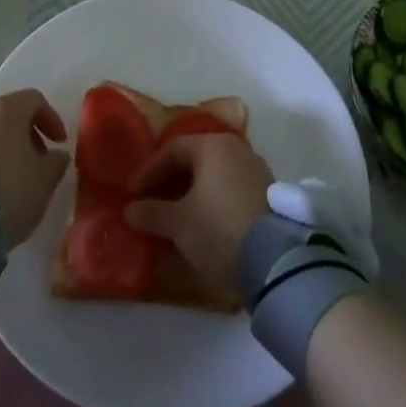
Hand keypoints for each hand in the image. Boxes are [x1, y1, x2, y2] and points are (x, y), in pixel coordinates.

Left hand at [0, 89, 69, 246]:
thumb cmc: (11, 190)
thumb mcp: (45, 178)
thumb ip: (56, 161)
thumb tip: (57, 155)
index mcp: (7, 109)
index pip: (34, 100)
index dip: (51, 119)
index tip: (59, 144)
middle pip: (9, 115)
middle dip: (27, 135)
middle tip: (38, 161)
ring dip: (5, 149)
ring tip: (16, 178)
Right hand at [123, 134, 271, 291]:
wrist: (275, 261)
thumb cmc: (219, 229)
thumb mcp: (179, 223)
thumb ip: (152, 212)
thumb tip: (130, 209)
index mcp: (213, 146)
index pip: (172, 150)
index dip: (148, 171)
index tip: (133, 195)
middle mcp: (236, 149)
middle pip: (195, 158)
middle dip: (170, 180)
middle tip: (151, 203)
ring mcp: (256, 170)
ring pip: (214, 174)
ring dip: (191, 191)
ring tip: (174, 216)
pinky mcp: (268, 193)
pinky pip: (230, 187)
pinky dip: (211, 199)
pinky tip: (202, 222)